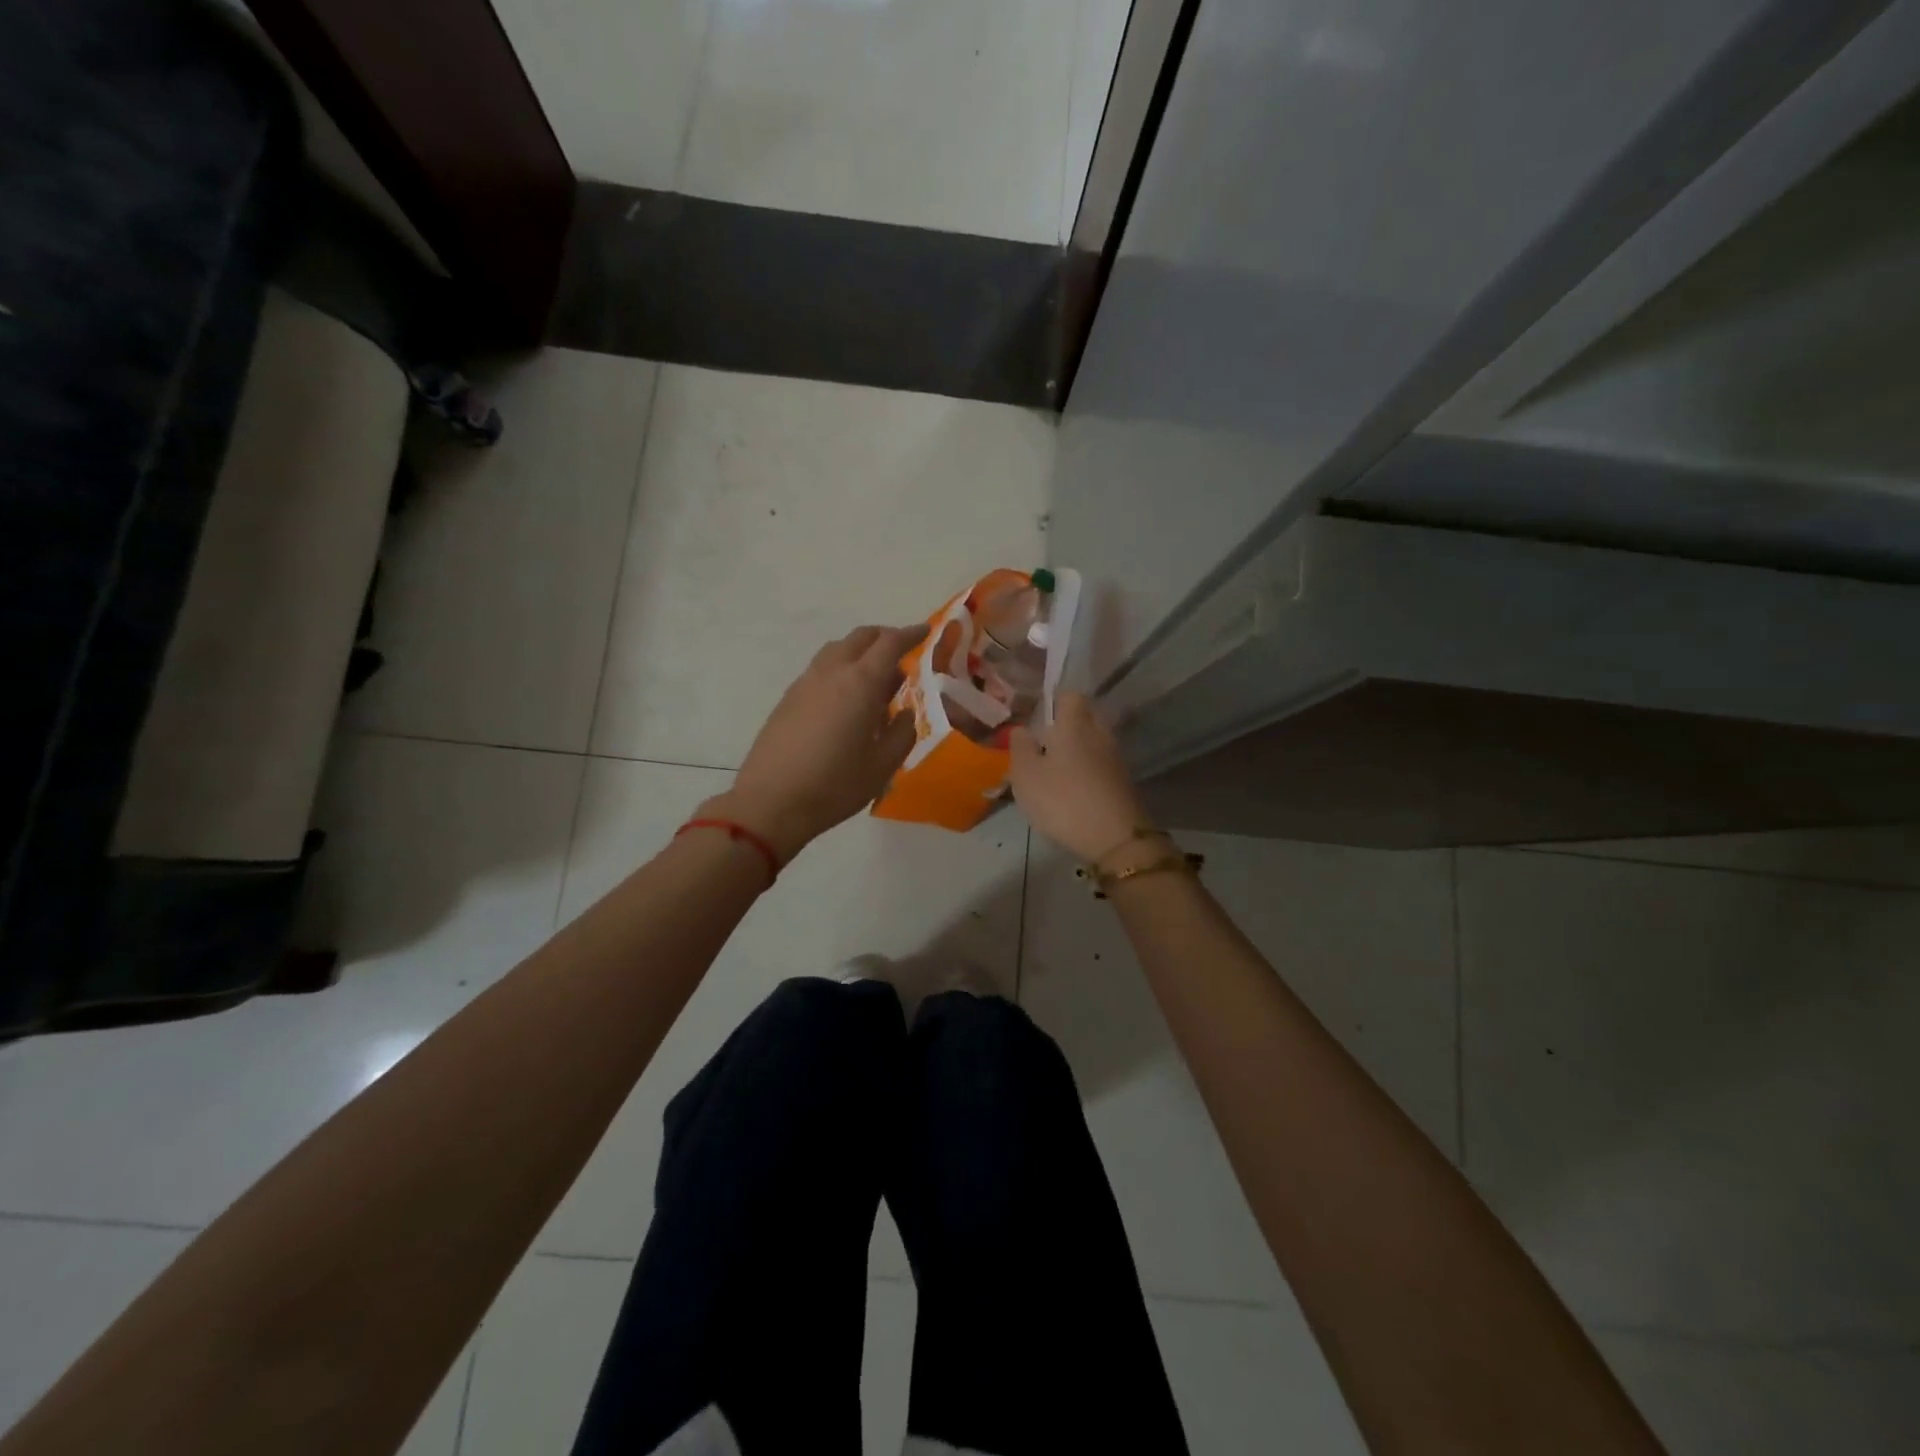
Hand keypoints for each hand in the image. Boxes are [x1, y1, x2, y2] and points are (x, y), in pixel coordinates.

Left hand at [704, 624, 928, 862]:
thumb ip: (902, 732)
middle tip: (902, 651)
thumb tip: (904, 712)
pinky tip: (846, 698)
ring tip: (874, 676)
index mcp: (860, 683)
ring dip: (859, 651)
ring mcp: (805, 683)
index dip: (911, 634)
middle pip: (860, 637)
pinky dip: (840, 668)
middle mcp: (832, 672)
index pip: (890, 643)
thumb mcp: (883, 765)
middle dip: (884, 637)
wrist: (771, 802)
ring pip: (837, 650)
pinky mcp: (788, 698)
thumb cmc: (835, 785)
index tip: (926, 631)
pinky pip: (820, 669)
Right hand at [1010, 691, 1149, 860]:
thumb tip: (1021, 728)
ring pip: (1093, 740)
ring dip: (1076, 748)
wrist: (1115, 838)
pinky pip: (1100, 762)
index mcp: (1075, 724)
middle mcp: (1099, 733)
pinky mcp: (1122, 781)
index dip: (1053, 700)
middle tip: (1042, 740)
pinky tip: (1071, 786)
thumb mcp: (1026, 775)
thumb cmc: (1063, 800)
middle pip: (1085, 716)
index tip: (1035, 714)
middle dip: (1065, 723)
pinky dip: (1086, 767)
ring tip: (1053, 767)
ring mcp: (1115, 758)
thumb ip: (1020, 747)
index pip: (1069, 695)